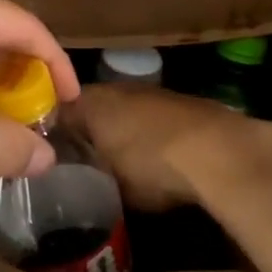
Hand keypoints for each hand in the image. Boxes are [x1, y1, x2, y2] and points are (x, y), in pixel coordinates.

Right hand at [68, 83, 271, 210]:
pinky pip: (152, 117)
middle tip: (84, 161)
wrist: (218, 150)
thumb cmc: (152, 165)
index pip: (60, 112)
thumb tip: (80, 178)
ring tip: (121, 161)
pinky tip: (157, 157)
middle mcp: (117, 88)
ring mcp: (152, 92)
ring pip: (125, 110)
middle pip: (93, 107)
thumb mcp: (111, 183)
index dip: (54, 133)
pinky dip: (150, 133)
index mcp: (91, 102)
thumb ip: (90, 175)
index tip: (53, 155)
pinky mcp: (181, 101)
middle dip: (89, 131)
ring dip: (122, 130)